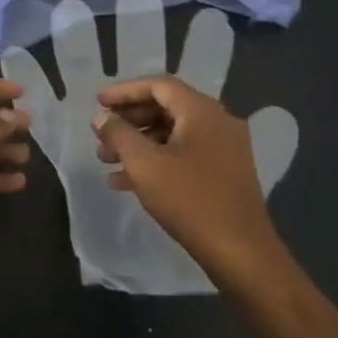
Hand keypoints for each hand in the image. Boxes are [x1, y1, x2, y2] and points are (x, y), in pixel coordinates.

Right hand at [1, 0, 296, 294]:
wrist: (240, 252)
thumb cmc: (190, 200)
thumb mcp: (144, 164)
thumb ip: (119, 134)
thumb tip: (101, 117)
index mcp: (202, 111)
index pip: (158, 85)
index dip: (124, 91)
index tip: (98, 103)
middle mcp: (217, 122)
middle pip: (165, 107)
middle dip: (129, 120)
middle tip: (100, 135)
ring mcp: (224, 148)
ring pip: (172, 133)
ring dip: (138, 143)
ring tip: (105, 160)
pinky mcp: (223, 172)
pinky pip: (183, 154)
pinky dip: (156, 161)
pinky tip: (126, 182)